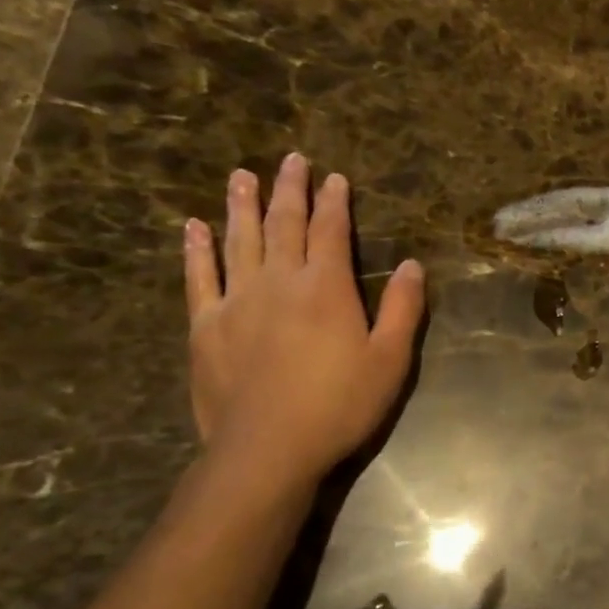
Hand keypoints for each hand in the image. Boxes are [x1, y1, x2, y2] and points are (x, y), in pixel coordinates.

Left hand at [184, 153, 425, 491]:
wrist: (268, 448)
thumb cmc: (340, 405)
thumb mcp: (391, 360)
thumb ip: (403, 309)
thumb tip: (414, 265)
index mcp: (326, 288)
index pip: (330, 231)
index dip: (334, 202)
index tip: (334, 177)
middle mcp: (278, 282)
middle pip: (283, 224)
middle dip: (289, 189)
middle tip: (291, 159)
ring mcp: (236, 301)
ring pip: (240, 240)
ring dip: (242, 206)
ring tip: (241, 176)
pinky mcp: (206, 326)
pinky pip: (199, 277)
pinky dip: (197, 250)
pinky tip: (194, 227)